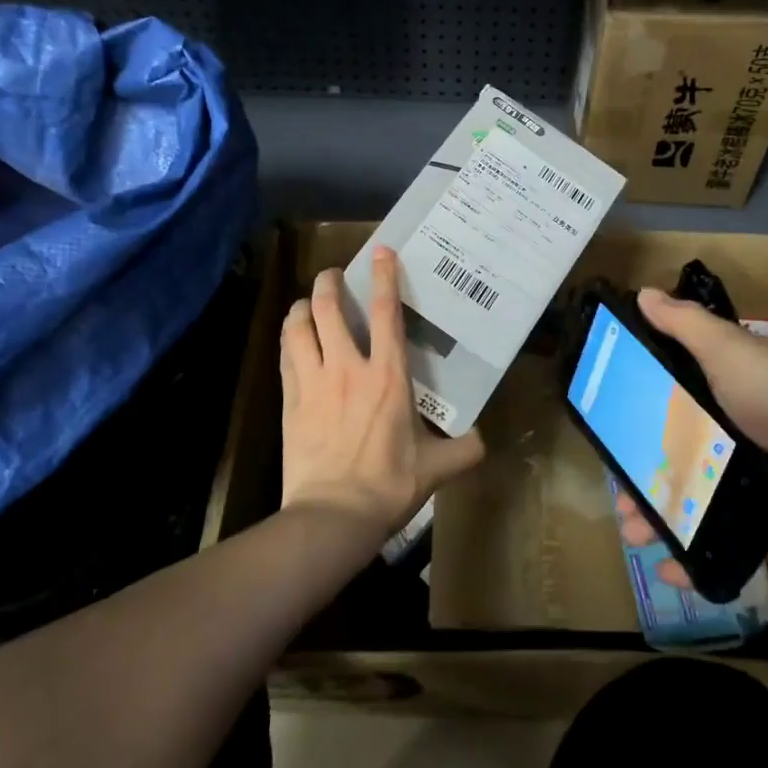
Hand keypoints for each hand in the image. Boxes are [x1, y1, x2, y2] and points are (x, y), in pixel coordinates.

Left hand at [280, 247, 485, 538]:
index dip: (383, 276)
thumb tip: (483, 440)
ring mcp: (313, 382)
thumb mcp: (437, 469)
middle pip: (328, 308)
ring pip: (298, 327)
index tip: (380, 252)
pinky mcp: (290, 401)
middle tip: (332, 276)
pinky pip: (285, 357)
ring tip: (306, 303)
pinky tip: (292, 340)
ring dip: (301, 307)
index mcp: (388, 376)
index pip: (386, 313)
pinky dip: (288, 339)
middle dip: (328, 283)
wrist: (333, 515)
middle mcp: (347, 368)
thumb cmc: (388, 486)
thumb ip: (465, 449)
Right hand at [619, 289, 767, 557]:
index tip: (608, 436)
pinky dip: (702, 554)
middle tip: (620, 505)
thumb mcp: (731, 351)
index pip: (671, 396)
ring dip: (664, 520)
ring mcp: (759, 476)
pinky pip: (730, 537)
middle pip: (679, 454)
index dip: (637, 416)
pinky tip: (674, 570)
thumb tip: (643, 292)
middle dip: (644, 480)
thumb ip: (687, 325)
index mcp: (728, 385)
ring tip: (636, 540)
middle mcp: (740, 427)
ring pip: (699, 499)